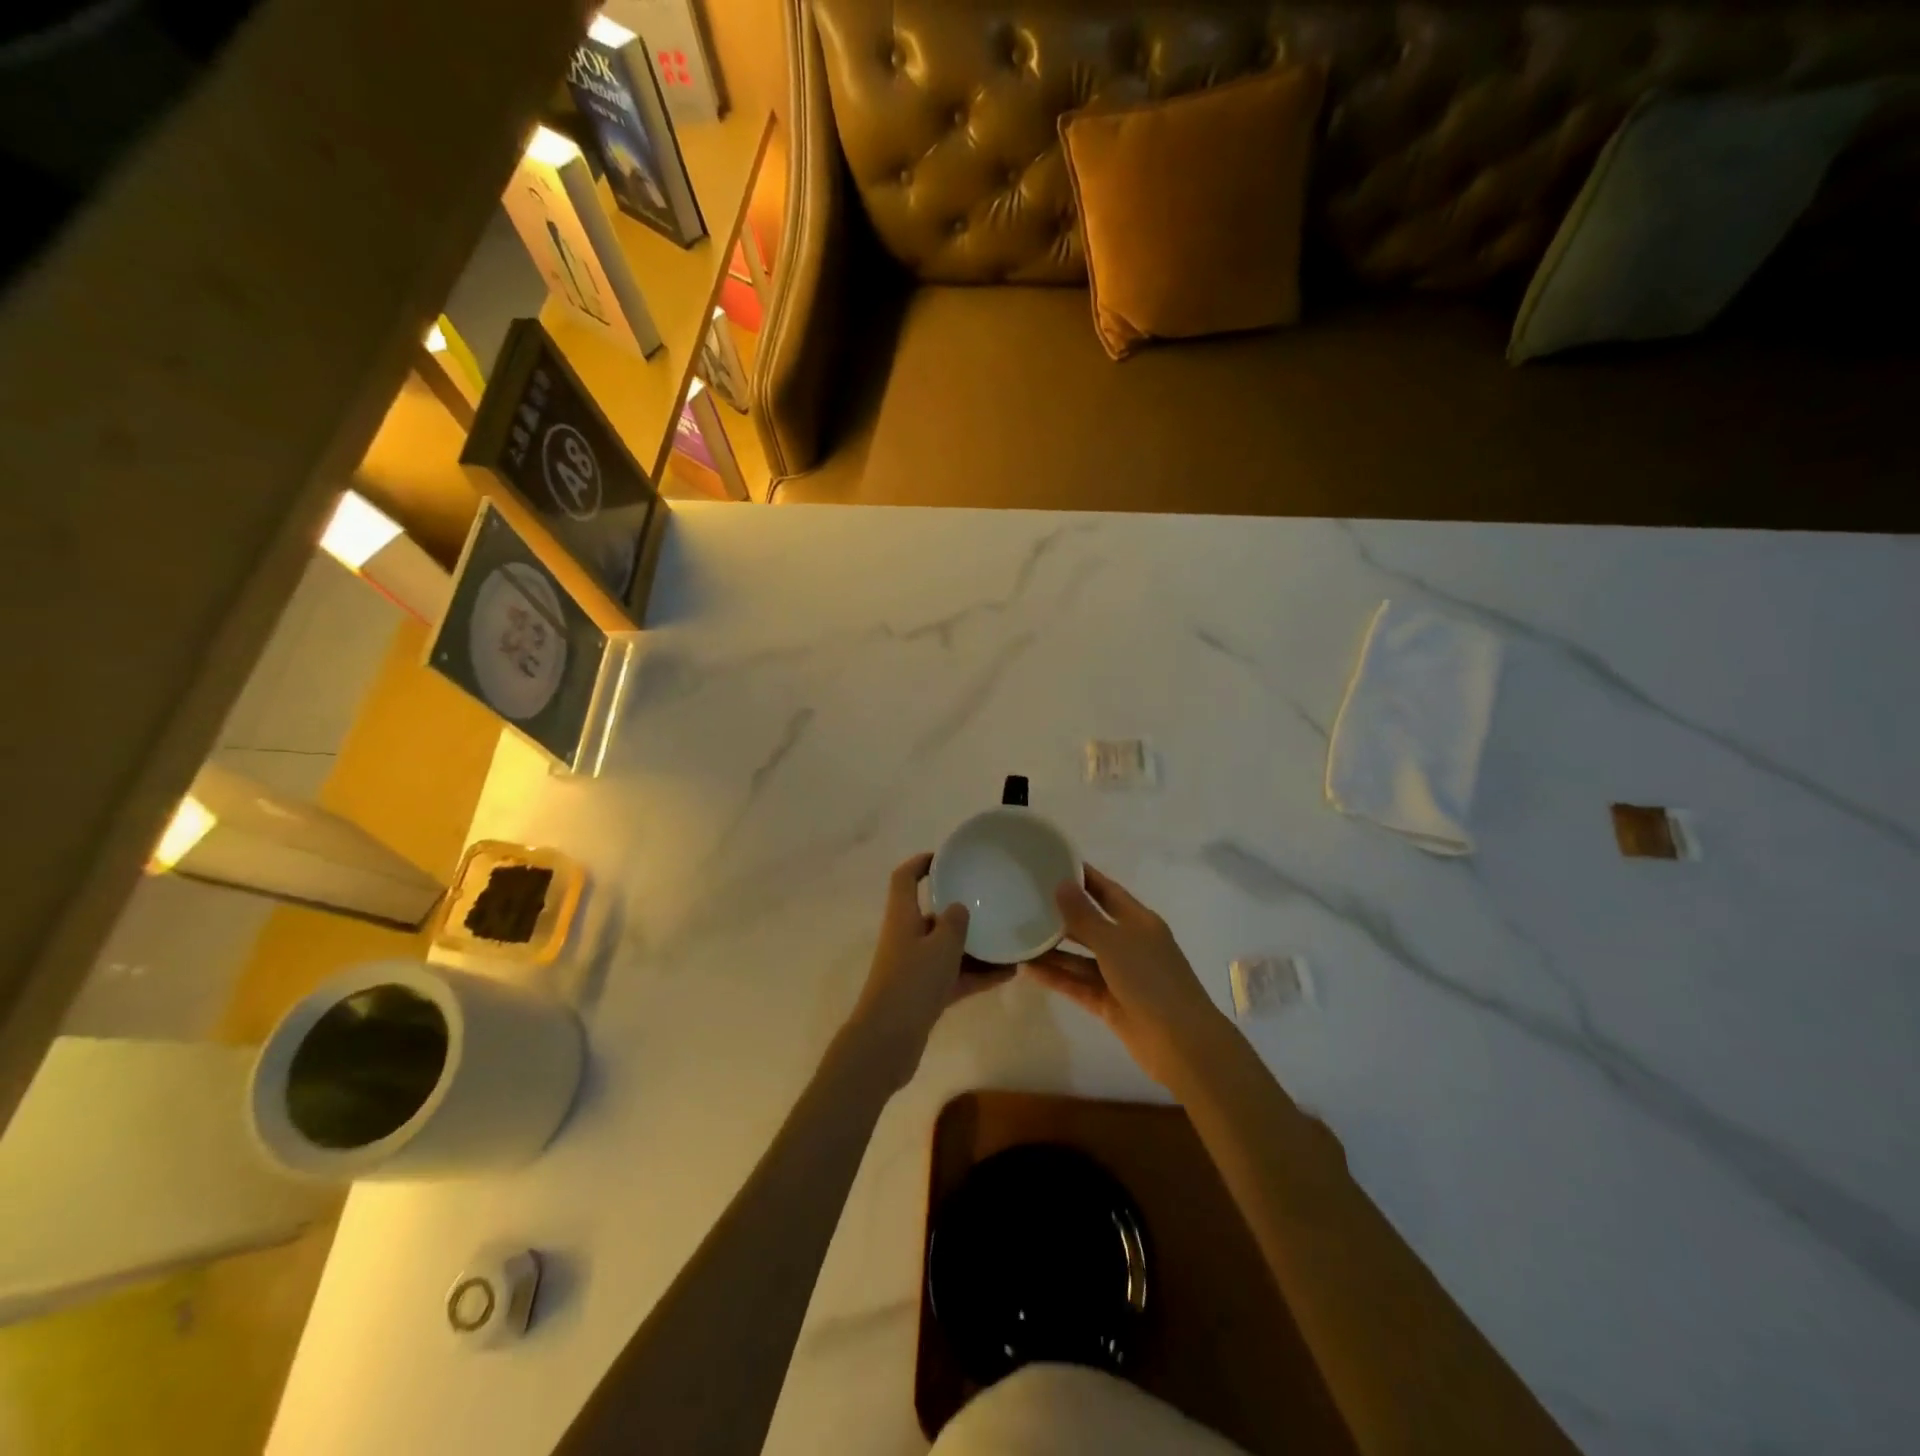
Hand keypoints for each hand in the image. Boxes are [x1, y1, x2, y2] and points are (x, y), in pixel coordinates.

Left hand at [846, 853, 1013, 1089]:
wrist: (887, 1042)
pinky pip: (955, 976)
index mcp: (902, 917)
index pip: (905, 878)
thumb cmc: (911, 983)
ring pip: (947, 948)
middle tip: (991, 901)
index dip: (920, 863)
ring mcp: (914, 968)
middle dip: (959, 908)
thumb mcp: (940, 946)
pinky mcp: (924, 995)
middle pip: (931, 914)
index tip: (946, 858)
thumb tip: (959, 907)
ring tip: (1009, 941)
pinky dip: (977, 974)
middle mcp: (906, 938)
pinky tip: (1008, 974)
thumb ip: (954, 923)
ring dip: (975, 946)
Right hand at [1023, 864, 1228, 1087]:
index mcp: (1138, 921)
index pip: (1106, 891)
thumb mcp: (1114, 942)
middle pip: (1090, 923)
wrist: (1181, 1042)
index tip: (1052, 862)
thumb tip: (1061, 884)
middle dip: (1061, 913)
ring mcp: (1119, 975)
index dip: (1083, 877)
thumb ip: (1084, 916)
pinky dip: (1056, 977)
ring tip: (1018, 936)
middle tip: (1025, 899)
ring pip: (1080, 957)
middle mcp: (1128, 944)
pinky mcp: (1109, 1002)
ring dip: (1053, 949)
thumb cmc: (1151, 980)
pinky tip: (1028, 969)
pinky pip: (1077, 984)